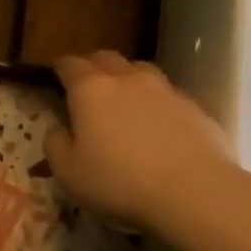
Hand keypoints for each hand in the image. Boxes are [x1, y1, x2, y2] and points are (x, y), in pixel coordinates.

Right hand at [45, 51, 233, 233]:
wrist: (195, 192)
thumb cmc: (120, 182)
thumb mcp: (69, 173)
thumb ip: (55, 145)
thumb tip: (58, 129)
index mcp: (90, 89)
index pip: (70, 64)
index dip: (60, 67)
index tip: (56, 76)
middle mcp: (127, 79)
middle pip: (106, 58)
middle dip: (93, 66)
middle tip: (87, 84)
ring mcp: (164, 89)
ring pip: (140, 69)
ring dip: (127, 77)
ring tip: (125, 98)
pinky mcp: (194, 107)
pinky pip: (168, 94)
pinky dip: (156, 101)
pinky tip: (158, 124)